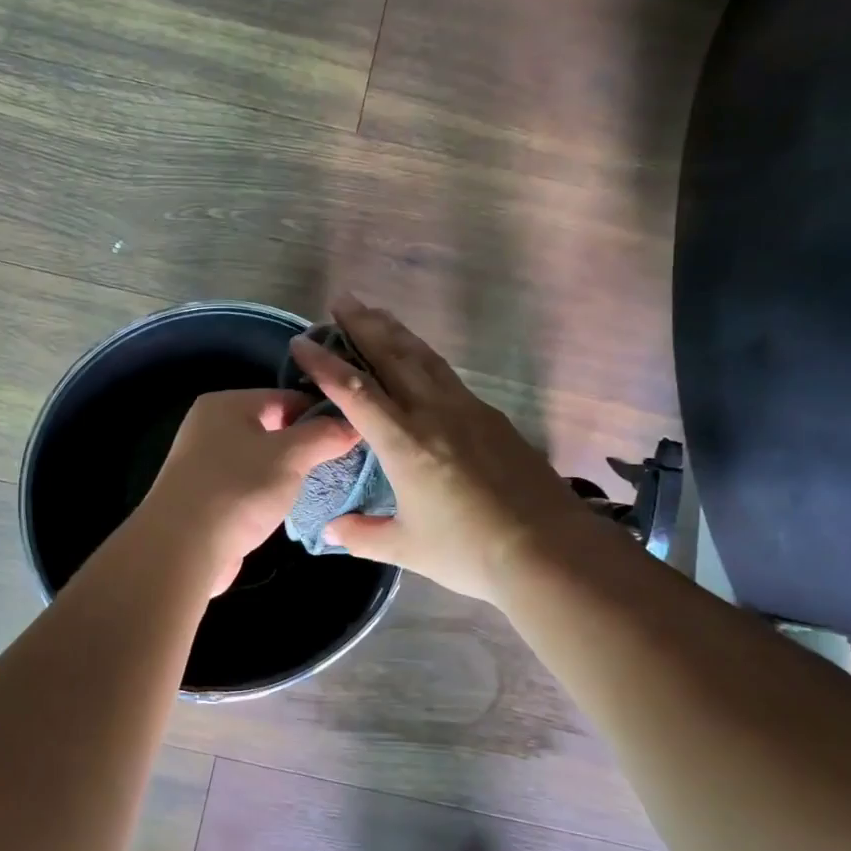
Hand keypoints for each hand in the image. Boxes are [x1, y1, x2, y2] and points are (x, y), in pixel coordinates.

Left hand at [137, 388, 360, 594]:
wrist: (183, 548)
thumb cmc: (238, 489)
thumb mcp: (290, 456)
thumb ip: (323, 436)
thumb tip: (352, 425)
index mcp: (226, 404)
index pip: (285, 396)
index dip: (321, 413)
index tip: (352, 435)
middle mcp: (211, 426)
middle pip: (273, 426)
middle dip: (307, 444)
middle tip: (342, 462)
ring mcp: (205, 462)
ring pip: (261, 458)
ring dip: (289, 471)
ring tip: (322, 484)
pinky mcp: (207, 496)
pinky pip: (248, 484)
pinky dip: (269, 492)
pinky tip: (290, 506)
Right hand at [287, 297, 584, 603]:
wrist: (549, 549)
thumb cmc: (469, 552)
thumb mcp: (407, 548)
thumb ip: (363, 534)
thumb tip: (329, 530)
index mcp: (404, 443)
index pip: (355, 392)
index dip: (324, 364)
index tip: (301, 342)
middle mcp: (433, 414)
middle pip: (393, 356)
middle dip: (363, 325)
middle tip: (342, 299)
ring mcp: (467, 410)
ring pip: (425, 358)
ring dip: (396, 331)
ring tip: (377, 312)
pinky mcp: (492, 417)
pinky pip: (448, 374)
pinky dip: (424, 356)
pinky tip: (421, 358)